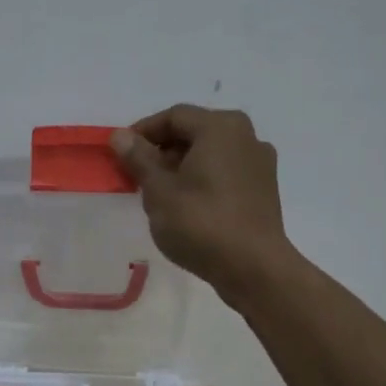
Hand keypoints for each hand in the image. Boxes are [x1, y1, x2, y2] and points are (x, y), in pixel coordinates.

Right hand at [111, 105, 293, 307]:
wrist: (254, 268)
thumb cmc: (201, 224)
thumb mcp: (159, 191)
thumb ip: (139, 159)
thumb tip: (121, 136)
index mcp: (220, 127)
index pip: (173, 116)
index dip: (143, 132)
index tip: (121, 154)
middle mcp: (246, 136)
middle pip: (195, 132)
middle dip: (163, 150)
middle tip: (138, 176)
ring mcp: (260, 163)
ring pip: (211, 154)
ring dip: (182, 167)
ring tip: (160, 194)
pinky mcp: (264, 190)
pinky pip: (226, 173)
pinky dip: (203, 180)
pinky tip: (188, 206)